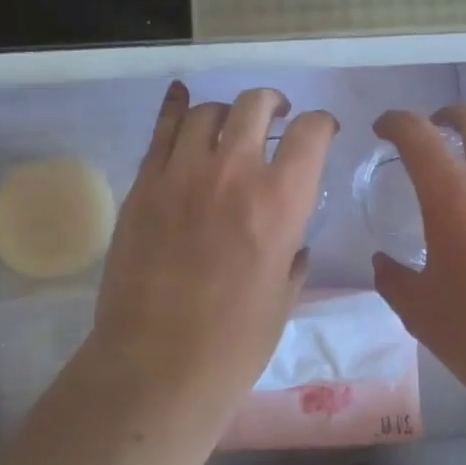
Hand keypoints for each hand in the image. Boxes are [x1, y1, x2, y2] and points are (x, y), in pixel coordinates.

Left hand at [90, 82, 337, 392]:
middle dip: (274, 103)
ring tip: (229, 126)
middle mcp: (234, 172)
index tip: (322, 131)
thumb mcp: (284, 295)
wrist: (157, 366)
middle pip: (255, 105)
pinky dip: (175, 109)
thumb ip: (292, 252)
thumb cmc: (235, 342)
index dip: (322, 124)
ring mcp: (182, 174)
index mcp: (281, 201)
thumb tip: (291, 238)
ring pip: (207, 112)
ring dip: (227, 113)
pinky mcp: (143, 185)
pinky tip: (182, 98)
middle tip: (278, 115)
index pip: (311, 133)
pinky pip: (161, 131)